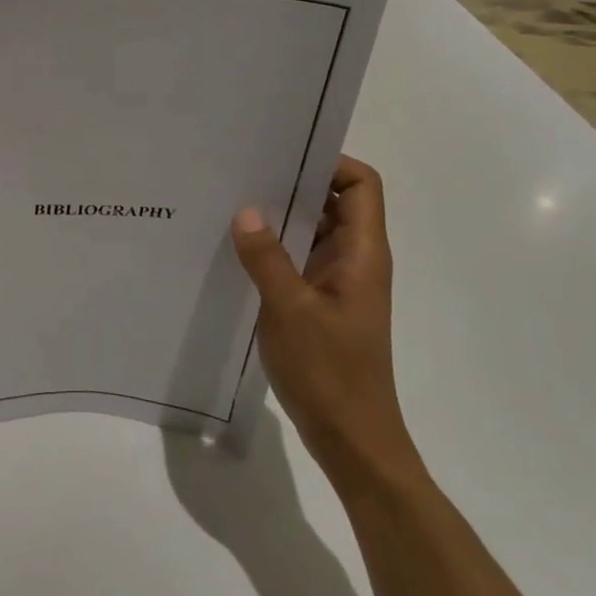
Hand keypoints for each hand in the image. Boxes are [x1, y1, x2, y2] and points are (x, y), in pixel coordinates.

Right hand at [232, 158, 419, 491]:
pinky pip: (299, 259)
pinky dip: (274, 248)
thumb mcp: (290, 310)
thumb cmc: (330, 373)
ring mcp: (337, 283)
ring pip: (313, 232)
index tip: (283, 156)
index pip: (361, 185)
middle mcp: (355, 260)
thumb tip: (246, 209)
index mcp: (362, 254)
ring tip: (232, 203)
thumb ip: (267, 257)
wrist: (352, 440)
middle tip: (244, 171)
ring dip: (280, 217)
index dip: (331, 163)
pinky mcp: (320, 303)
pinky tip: (236, 249)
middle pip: (334, 202)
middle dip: (295, 184)